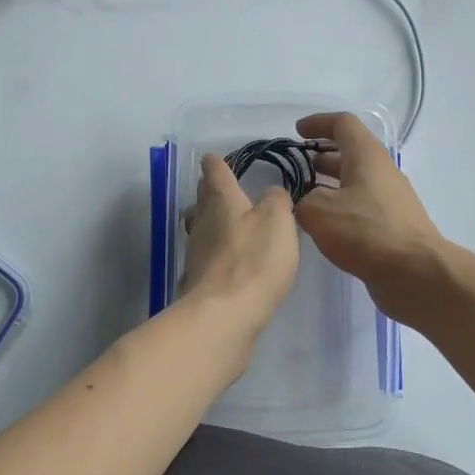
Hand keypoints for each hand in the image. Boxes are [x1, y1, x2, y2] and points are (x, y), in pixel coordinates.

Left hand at [180, 154, 299, 345]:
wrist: (224, 315)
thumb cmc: (254, 260)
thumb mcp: (278, 222)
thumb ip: (277, 202)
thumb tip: (271, 194)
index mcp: (221, 200)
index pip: (214, 171)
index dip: (217, 163)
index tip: (215, 159)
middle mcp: (202, 222)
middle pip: (203, 200)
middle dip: (212, 192)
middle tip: (224, 190)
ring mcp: (196, 253)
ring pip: (201, 228)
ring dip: (212, 224)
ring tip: (230, 226)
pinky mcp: (198, 281)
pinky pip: (206, 258)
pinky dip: (216, 254)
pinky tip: (229, 263)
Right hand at [295, 112, 444, 320]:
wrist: (414, 272)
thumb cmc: (365, 232)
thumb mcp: (319, 211)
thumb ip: (303, 200)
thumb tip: (307, 203)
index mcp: (367, 156)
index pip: (343, 124)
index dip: (318, 123)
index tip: (297, 132)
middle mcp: (382, 172)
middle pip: (351, 153)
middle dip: (322, 156)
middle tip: (297, 168)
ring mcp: (390, 200)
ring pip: (356, 182)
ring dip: (330, 184)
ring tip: (304, 198)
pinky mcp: (392, 225)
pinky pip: (362, 206)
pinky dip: (341, 208)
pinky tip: (325, 227)